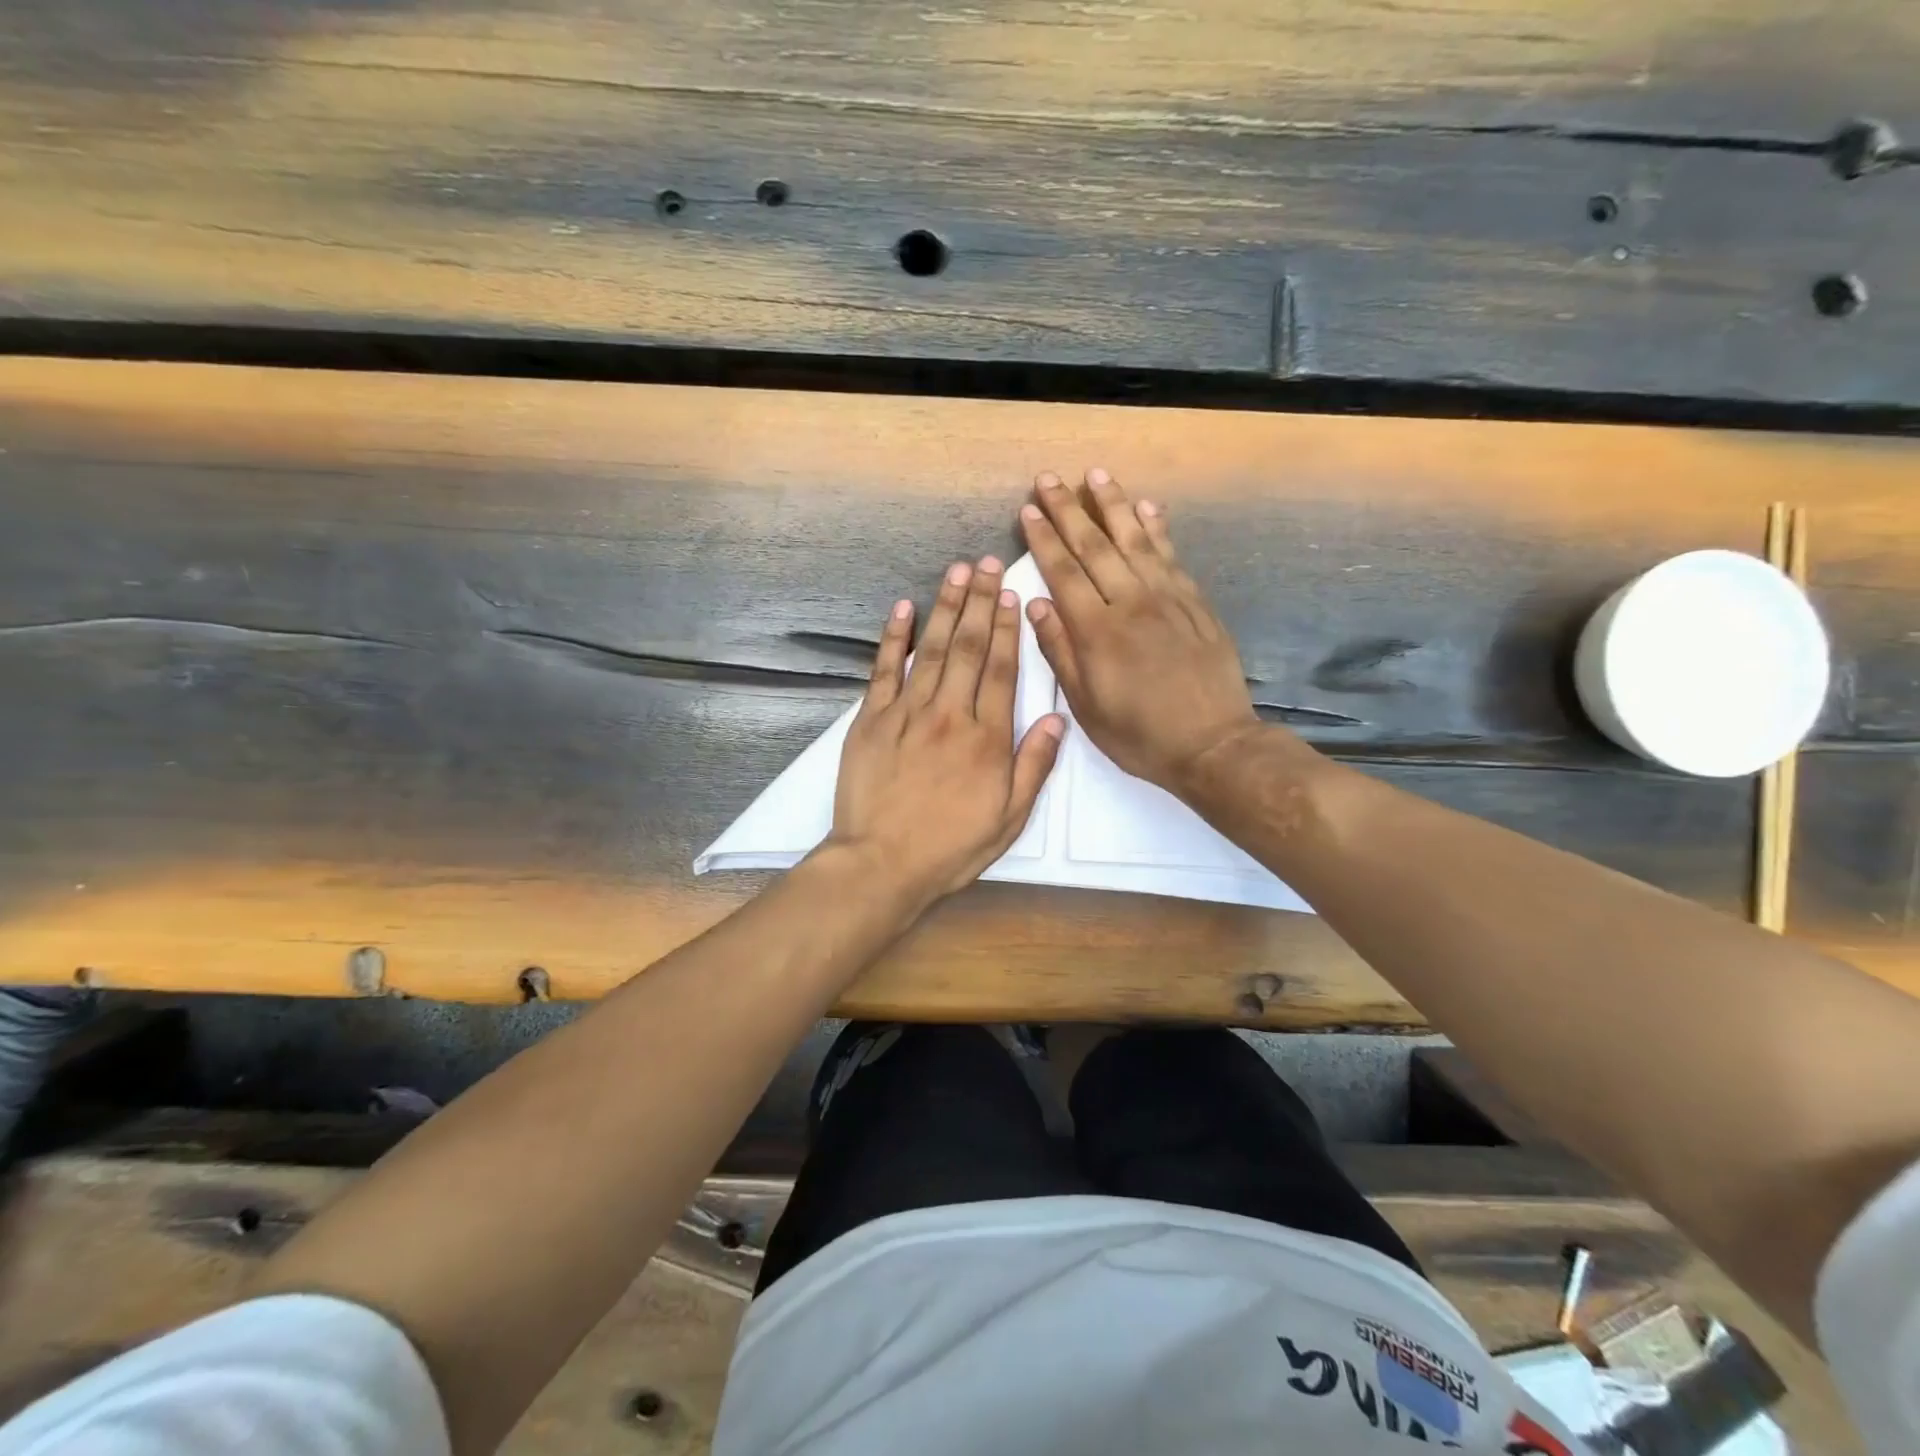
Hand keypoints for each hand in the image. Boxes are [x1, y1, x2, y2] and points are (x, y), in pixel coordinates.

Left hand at [825, 556, 1065, 914]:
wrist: (882, 863)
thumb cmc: (951, 846)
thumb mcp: (1009, 818)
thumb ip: (1034, 766)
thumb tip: (1057, 719)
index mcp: (987, 738)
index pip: (1003, 670)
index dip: (1008, 628)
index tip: (1011, 594)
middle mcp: (950, 714)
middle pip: (970, 648)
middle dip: (980, 602)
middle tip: (986, 563)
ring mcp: (906, 713)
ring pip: (932, 649)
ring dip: (945, 607)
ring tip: (956, 571)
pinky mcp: (870, 720)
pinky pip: (884, 670)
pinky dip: (894, 638)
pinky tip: (903, 609)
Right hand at [1021, 469, 1263, 791]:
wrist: (1212, 744)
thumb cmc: (1139, 734)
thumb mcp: (1086, 706)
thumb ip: (1060, 652)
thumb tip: (1036, 604)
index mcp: (1097, 631)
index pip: (1063, 572)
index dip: (1043, 539)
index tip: (1028, 510)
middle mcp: (1130, 602)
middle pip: (1095, 546)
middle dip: (1069, 509)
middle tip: (1049, 479)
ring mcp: (1167, 598)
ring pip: (1135, 539)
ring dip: (1113, 504)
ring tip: (1096, 474)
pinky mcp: (1194, 602)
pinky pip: (1171, 555)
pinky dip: (1157, 528)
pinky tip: (1148, 507)